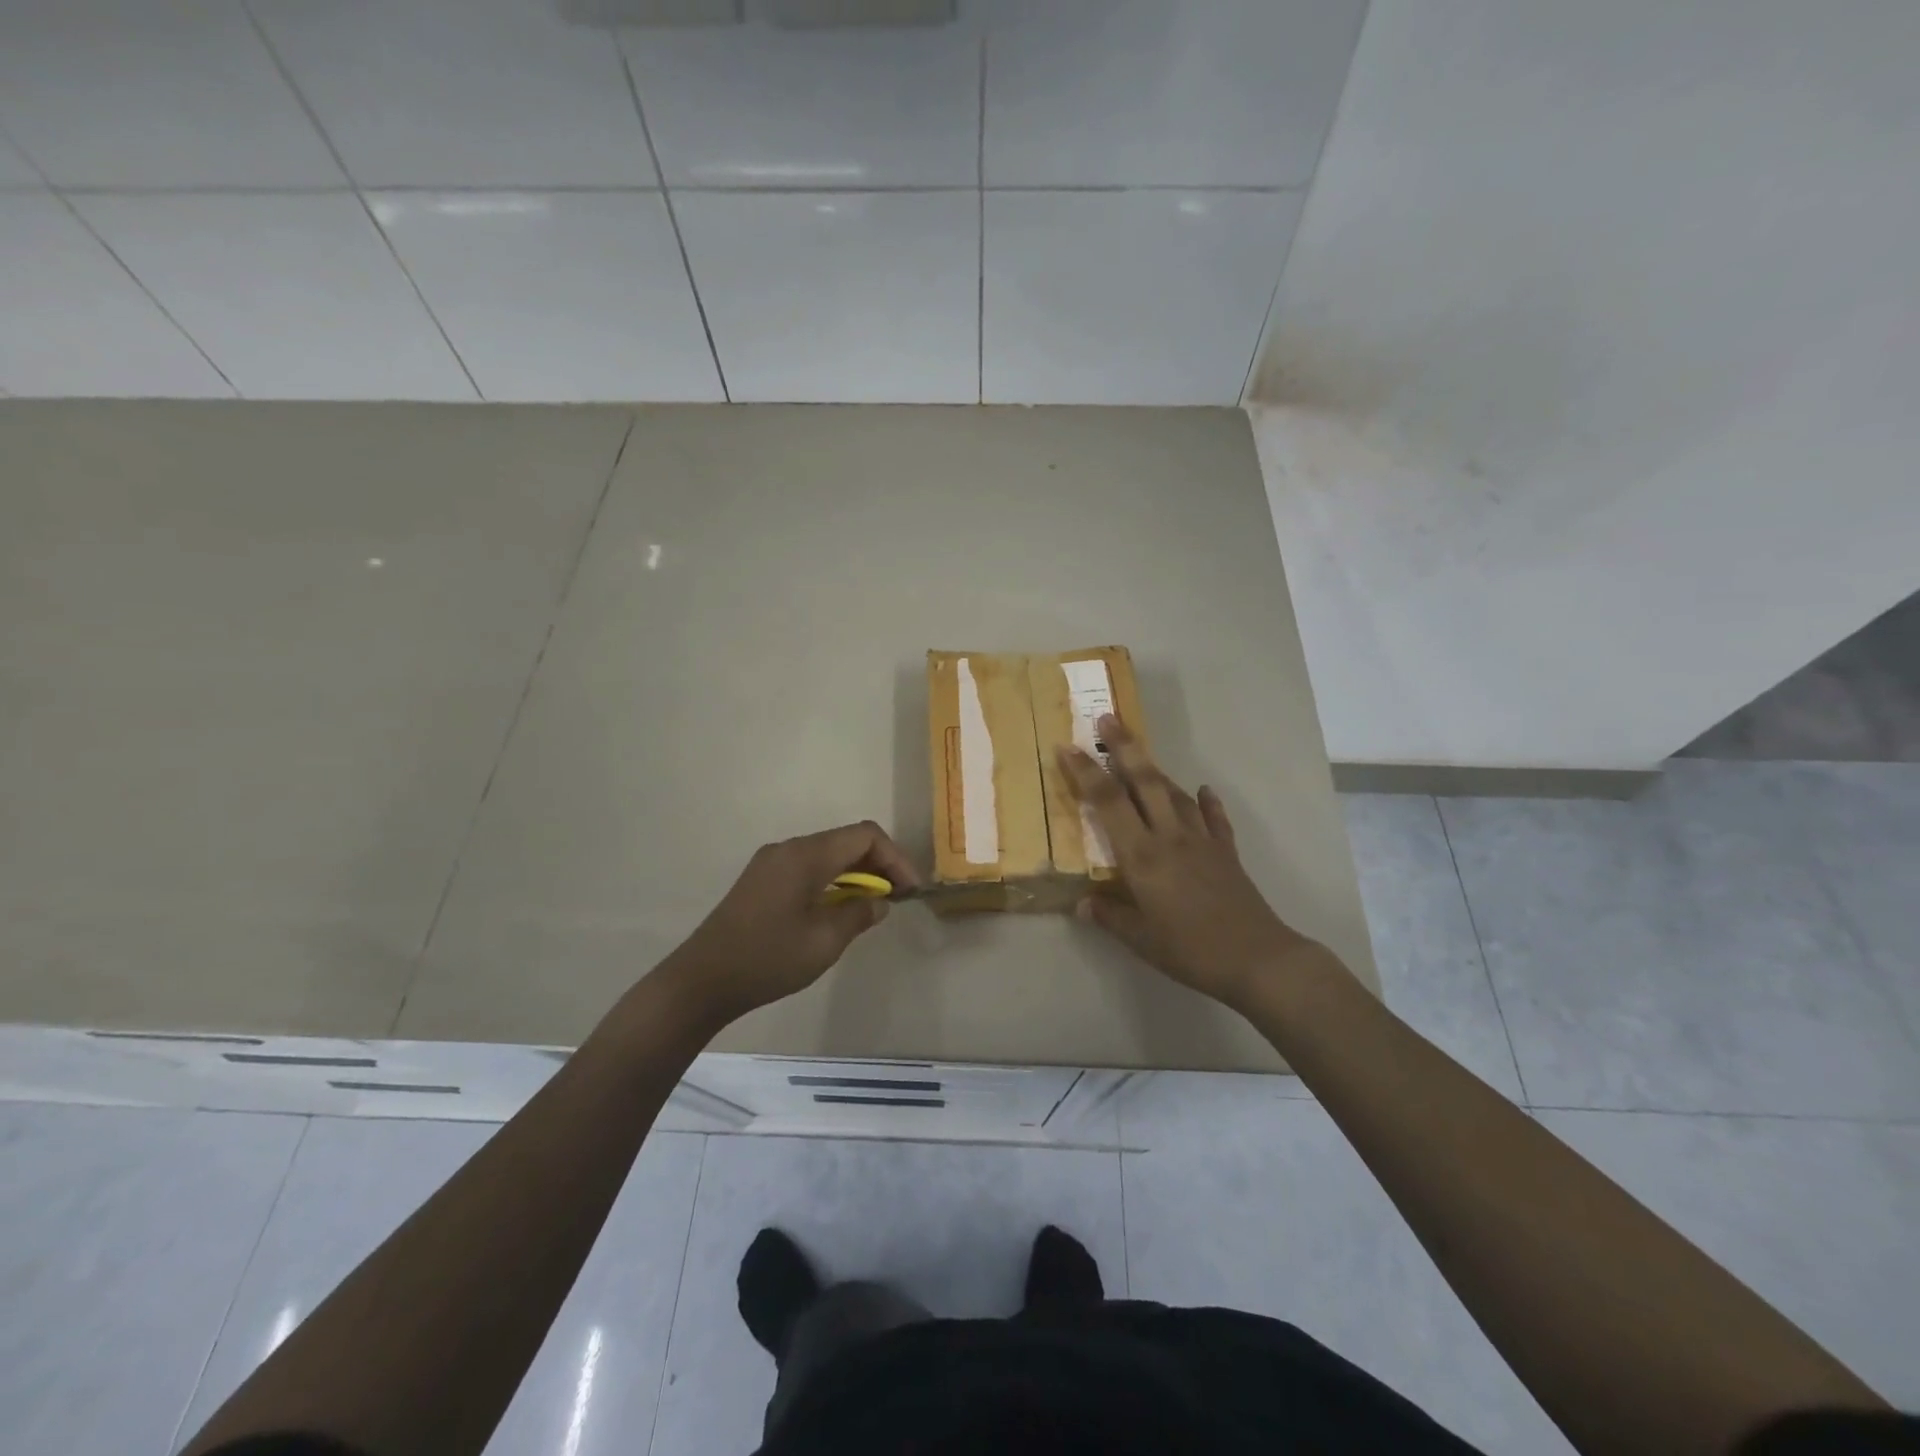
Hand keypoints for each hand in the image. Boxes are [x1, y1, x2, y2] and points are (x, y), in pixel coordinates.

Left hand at [662, 821, 919, 1024]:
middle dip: (878, 864)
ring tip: (873, 906)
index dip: (895, 858)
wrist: (702, 980)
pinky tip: (839, 909)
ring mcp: (772, 862)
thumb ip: (858, 914)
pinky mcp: (761, 880)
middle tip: (896, 898)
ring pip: (828, 854)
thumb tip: (878, 901)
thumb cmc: (768, 959)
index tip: (909, 891)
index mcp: (806, 855)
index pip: (865, 836)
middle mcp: (789, 848)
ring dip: (855, 873)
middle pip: (846, 841)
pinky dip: (832, 880)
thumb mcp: (824, 942)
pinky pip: (808, 867)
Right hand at [1058, 715, 1314, 1010]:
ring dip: (1155, 769)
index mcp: (1142, 856)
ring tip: (1139, 754)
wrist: (1258, 958)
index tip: (1068, 747)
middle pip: (1144, 781)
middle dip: (1124, 747)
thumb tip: (1080, 903)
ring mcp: (1202, 840)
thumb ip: (1109, 916)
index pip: (1108, 803)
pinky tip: (1202, 791)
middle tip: (1108, 717)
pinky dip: (1206, 802)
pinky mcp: (1226, 851)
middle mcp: (1170, 837)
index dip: (1085, 772)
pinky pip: (1214, 817)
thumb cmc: (1191, 951)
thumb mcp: (1141, 940)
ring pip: (1174, 793)